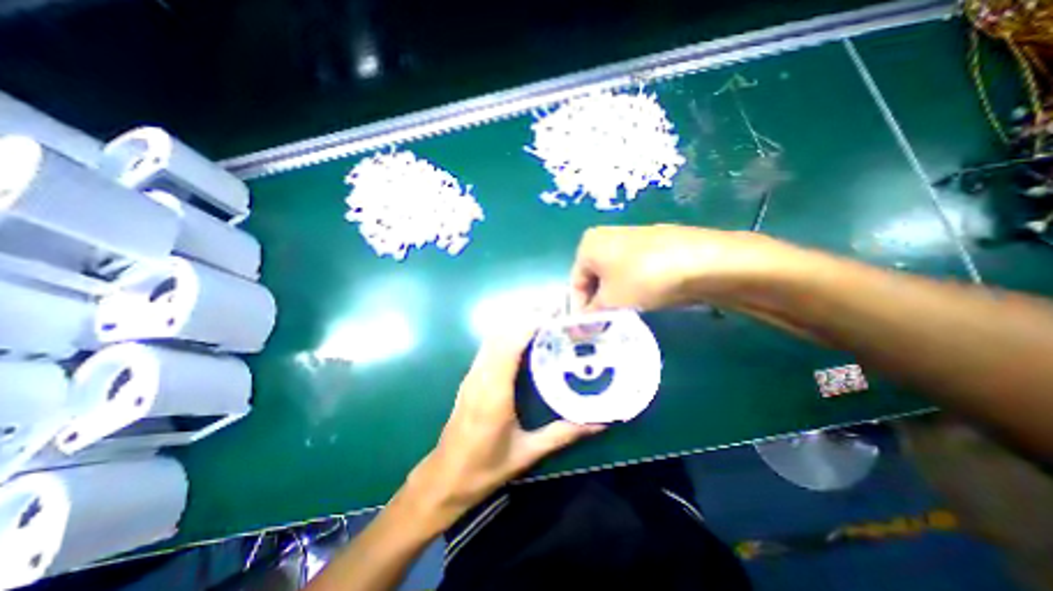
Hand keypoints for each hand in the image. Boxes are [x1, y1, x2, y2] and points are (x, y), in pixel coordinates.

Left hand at [405, 322, 599, 528]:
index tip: (552, 315)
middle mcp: (481, 376)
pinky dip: (505, 335)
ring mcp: (472, 375)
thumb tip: (598, 424)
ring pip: (492, 337)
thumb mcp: (527, 453)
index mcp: (495, 391)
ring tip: (541, 321)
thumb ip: (562, 434)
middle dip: (525, 318)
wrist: (445, 477)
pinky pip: (488, 347)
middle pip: (500, 334)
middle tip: (553, 313)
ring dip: (515, 324)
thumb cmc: (485, 467)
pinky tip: (521, 339)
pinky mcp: (470, 378)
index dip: (529, 325)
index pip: (510, 345)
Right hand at [572, 224, 793, 310]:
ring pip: (614, 277)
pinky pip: (632, 272)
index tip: (588, 331)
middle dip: (599, 304)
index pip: (575, 284)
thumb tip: (577, 330)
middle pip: (594, 280)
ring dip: (615, 298)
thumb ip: (590, 316)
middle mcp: (606, 237)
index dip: (580, 310)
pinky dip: (632, 288)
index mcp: (589, 245)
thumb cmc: (643, 278)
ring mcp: (631, 240)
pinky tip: (644, 300)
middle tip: (607, 326)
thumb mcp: (611, 301)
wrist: (701, 261)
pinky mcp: (652, 246)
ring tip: (626, 316)